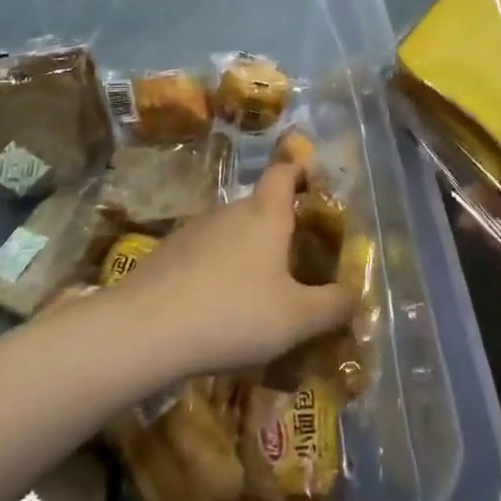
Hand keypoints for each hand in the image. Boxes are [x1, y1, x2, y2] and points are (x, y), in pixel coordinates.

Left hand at [111, 162, 356, 377]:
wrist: (144, 330)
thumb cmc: (233, 314)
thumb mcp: (296, 319)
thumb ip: (333, 306)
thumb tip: (356, 294)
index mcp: (265, 214)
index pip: (284, 172)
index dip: (300, 171)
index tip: (314, 185)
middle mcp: (229, 211)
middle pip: (260, 205)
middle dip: (279, 226)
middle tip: (297, 260)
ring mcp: (193, 230)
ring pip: (231, 231)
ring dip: (247, 252)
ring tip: (259, 292)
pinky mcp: (167, 254)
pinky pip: (204, 253)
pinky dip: (217, 270)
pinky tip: (218, 307)